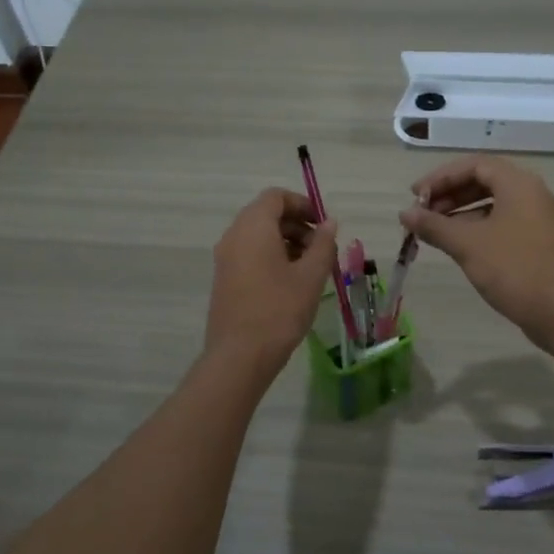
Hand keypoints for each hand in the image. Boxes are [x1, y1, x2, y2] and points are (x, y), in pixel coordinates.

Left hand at [205, 188, 338, 371]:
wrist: (239, 356)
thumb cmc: (280, 310)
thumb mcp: (311, 276)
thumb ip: (323, 244)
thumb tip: (329, 223)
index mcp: (253, 227)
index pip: (276, 197)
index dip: (302, 204)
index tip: (323, 224)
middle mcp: (234, 236)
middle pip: (266, 215)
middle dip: (297, 225)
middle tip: (322, 248)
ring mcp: (225, 258)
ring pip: (258, 236)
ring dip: (286, 242)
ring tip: (311, 268)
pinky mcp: (224, 278)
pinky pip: (249, 254)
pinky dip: (271, 256)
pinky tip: (291, 282)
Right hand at [399, 156, 553, 339]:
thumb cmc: (513, 269)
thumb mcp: (467, 244)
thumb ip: (433, 225)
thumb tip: (404, 214)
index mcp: (518, 184)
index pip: (473, 165)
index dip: (441, 178)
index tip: (416, 196)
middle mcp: (531, 193)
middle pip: (483, 181)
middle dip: (449, 195)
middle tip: (422, 214)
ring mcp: (537, 218)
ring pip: (492, 204)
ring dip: (460, 212)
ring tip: (434, 231)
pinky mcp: (538, 241)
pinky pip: (502, 222)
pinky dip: (477, 227)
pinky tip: (458, 245)